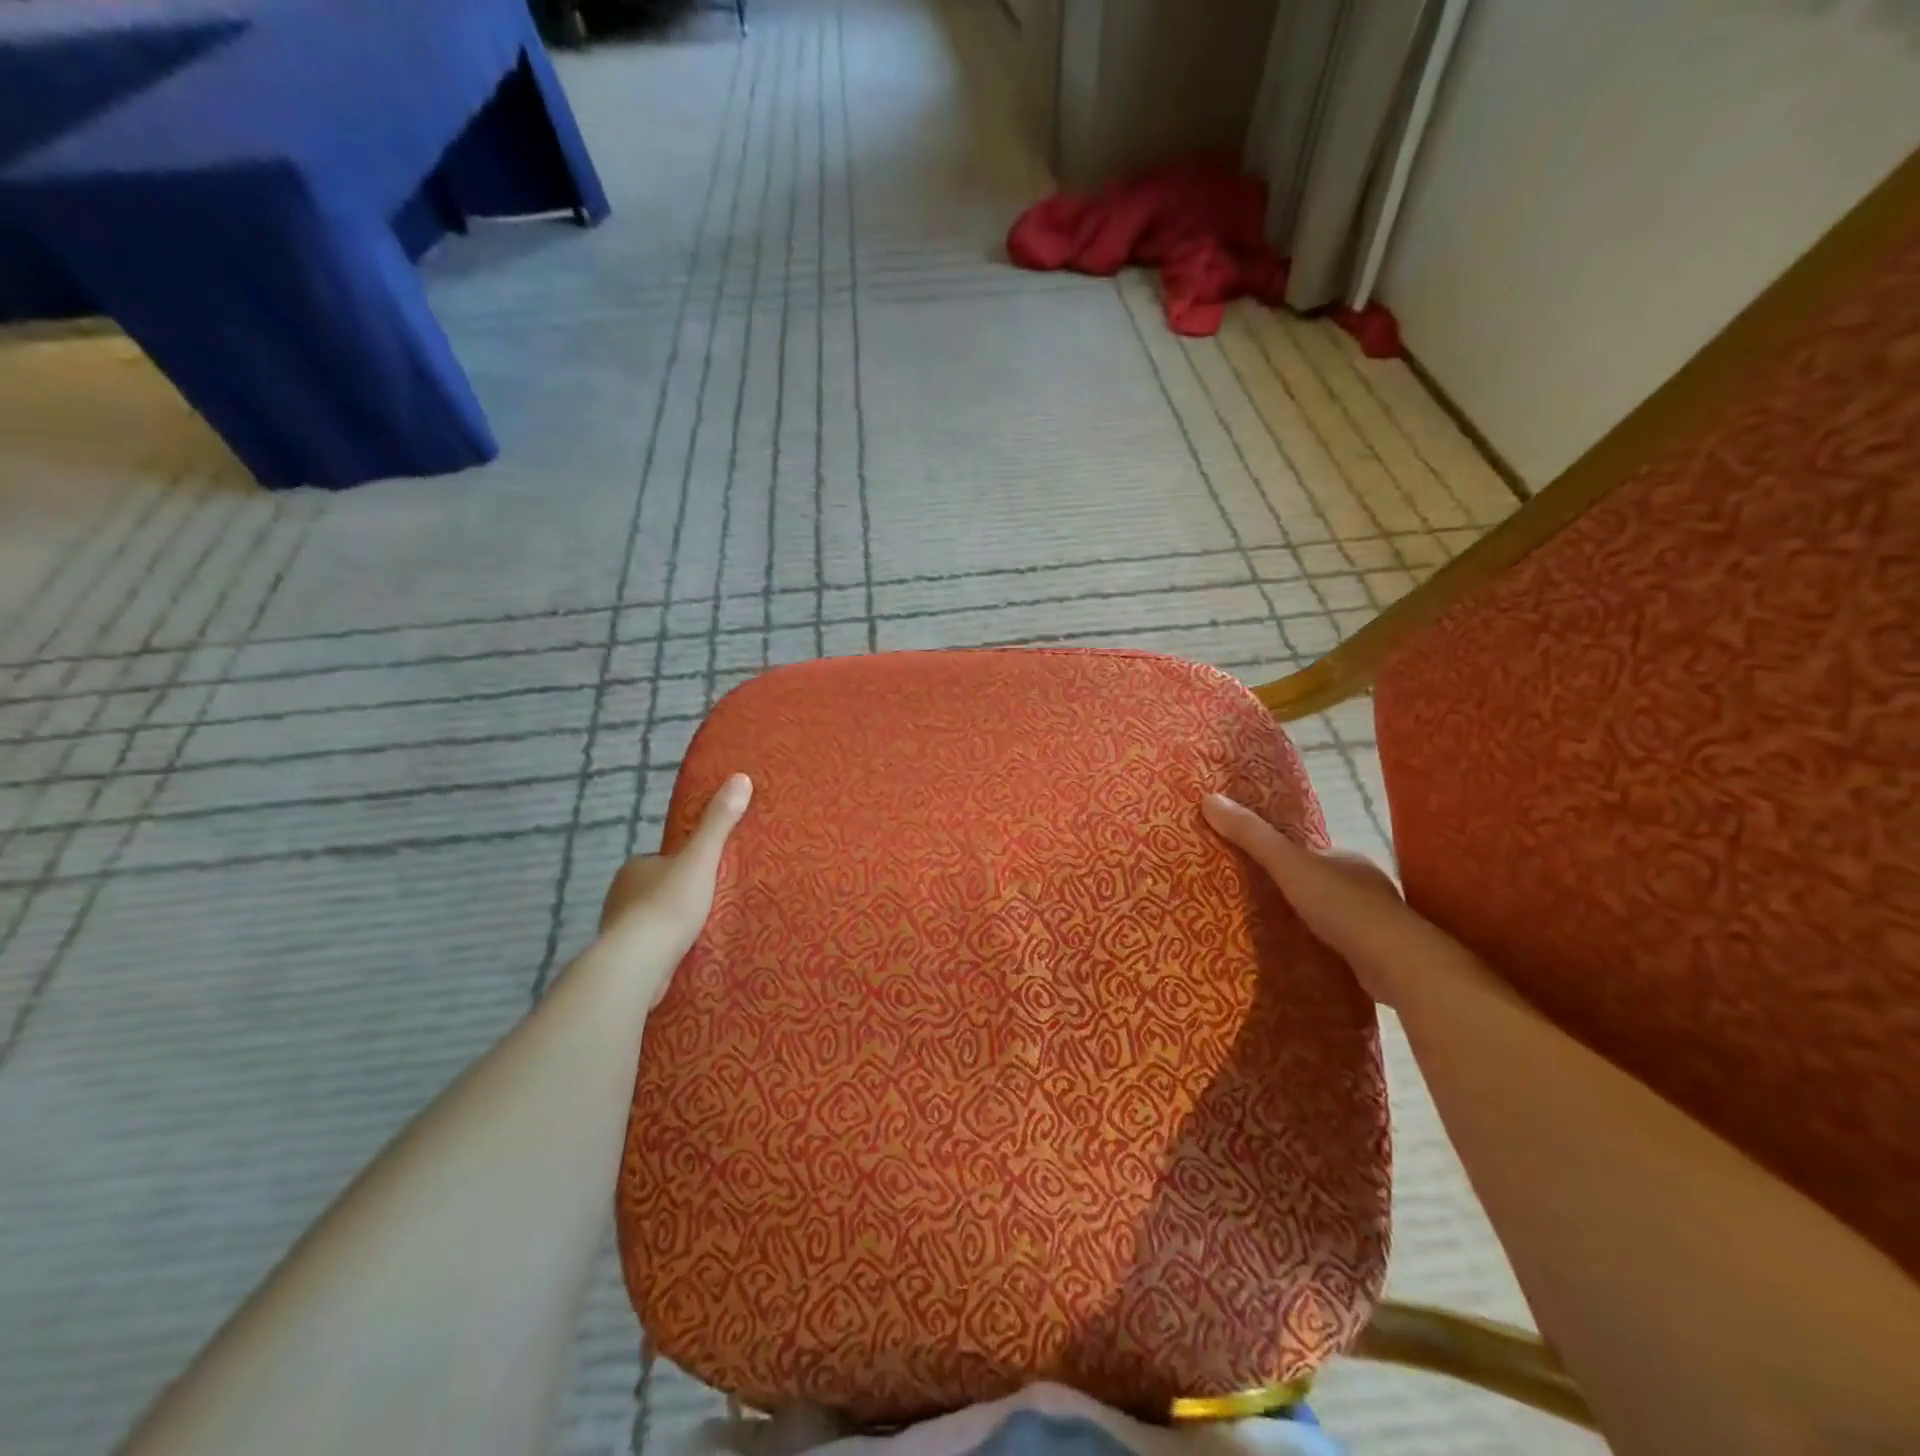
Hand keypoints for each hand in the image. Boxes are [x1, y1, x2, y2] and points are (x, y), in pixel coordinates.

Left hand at [597, 773, 752, 1003]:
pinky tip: (684, 956)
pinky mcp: (623, 959)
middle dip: (678, 895)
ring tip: (702, 932)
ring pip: (652, 920)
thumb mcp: (701, 858)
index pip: (663, 859)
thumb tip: (740, 777)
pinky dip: (665, 949)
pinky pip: (650, 947)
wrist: (638, 963)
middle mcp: (620, 894)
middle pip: (657, 889)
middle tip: (711, 904)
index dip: (685, 865)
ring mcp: (618, 929)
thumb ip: (719, 822)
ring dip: (671, 925)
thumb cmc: (668, 904)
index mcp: (635, 866)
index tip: (708, 875)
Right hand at [1201, 790, 1416, 1006]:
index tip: (1253, 865)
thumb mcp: (1288, 864)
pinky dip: (1321, 945)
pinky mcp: (1377, 955)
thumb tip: (1209, 798)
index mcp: (1347, 858)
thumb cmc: (1343, 906)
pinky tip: (1302, 955)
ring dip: (1307, 919)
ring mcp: (1374, 922)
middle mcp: (1365, 885)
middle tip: (1254, 900)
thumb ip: (1252, 835)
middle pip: (1318, 881)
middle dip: (1292, 889)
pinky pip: (1340, 943)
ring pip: (1331, 914)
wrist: (1398, 964)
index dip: (1281, 855)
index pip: (1308, 851)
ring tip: (1271, 929)